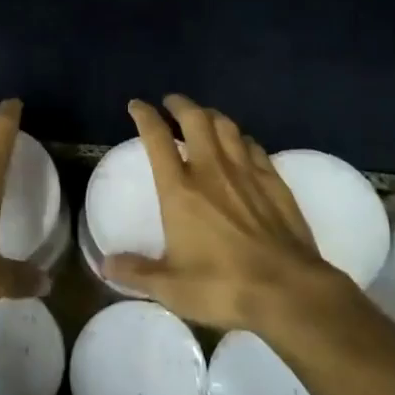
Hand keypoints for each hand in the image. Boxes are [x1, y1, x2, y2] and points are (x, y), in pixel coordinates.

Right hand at [102, 95, 332, 329]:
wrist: (288, 291)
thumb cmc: (223, 286)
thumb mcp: (170, 287)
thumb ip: (136, 272)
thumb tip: (106, 265)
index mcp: (180, 190)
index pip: (157, 139)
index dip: (144, 116)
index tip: (137, 105)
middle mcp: (211, 171)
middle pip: (195, 120)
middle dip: (180, 104)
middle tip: (171, 103)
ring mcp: (246, 173)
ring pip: (227, 127)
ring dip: (211, 115)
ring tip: (203, 116)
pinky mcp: (274, 182)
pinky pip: (254, 146)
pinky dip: (241, 138)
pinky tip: (241, 144)